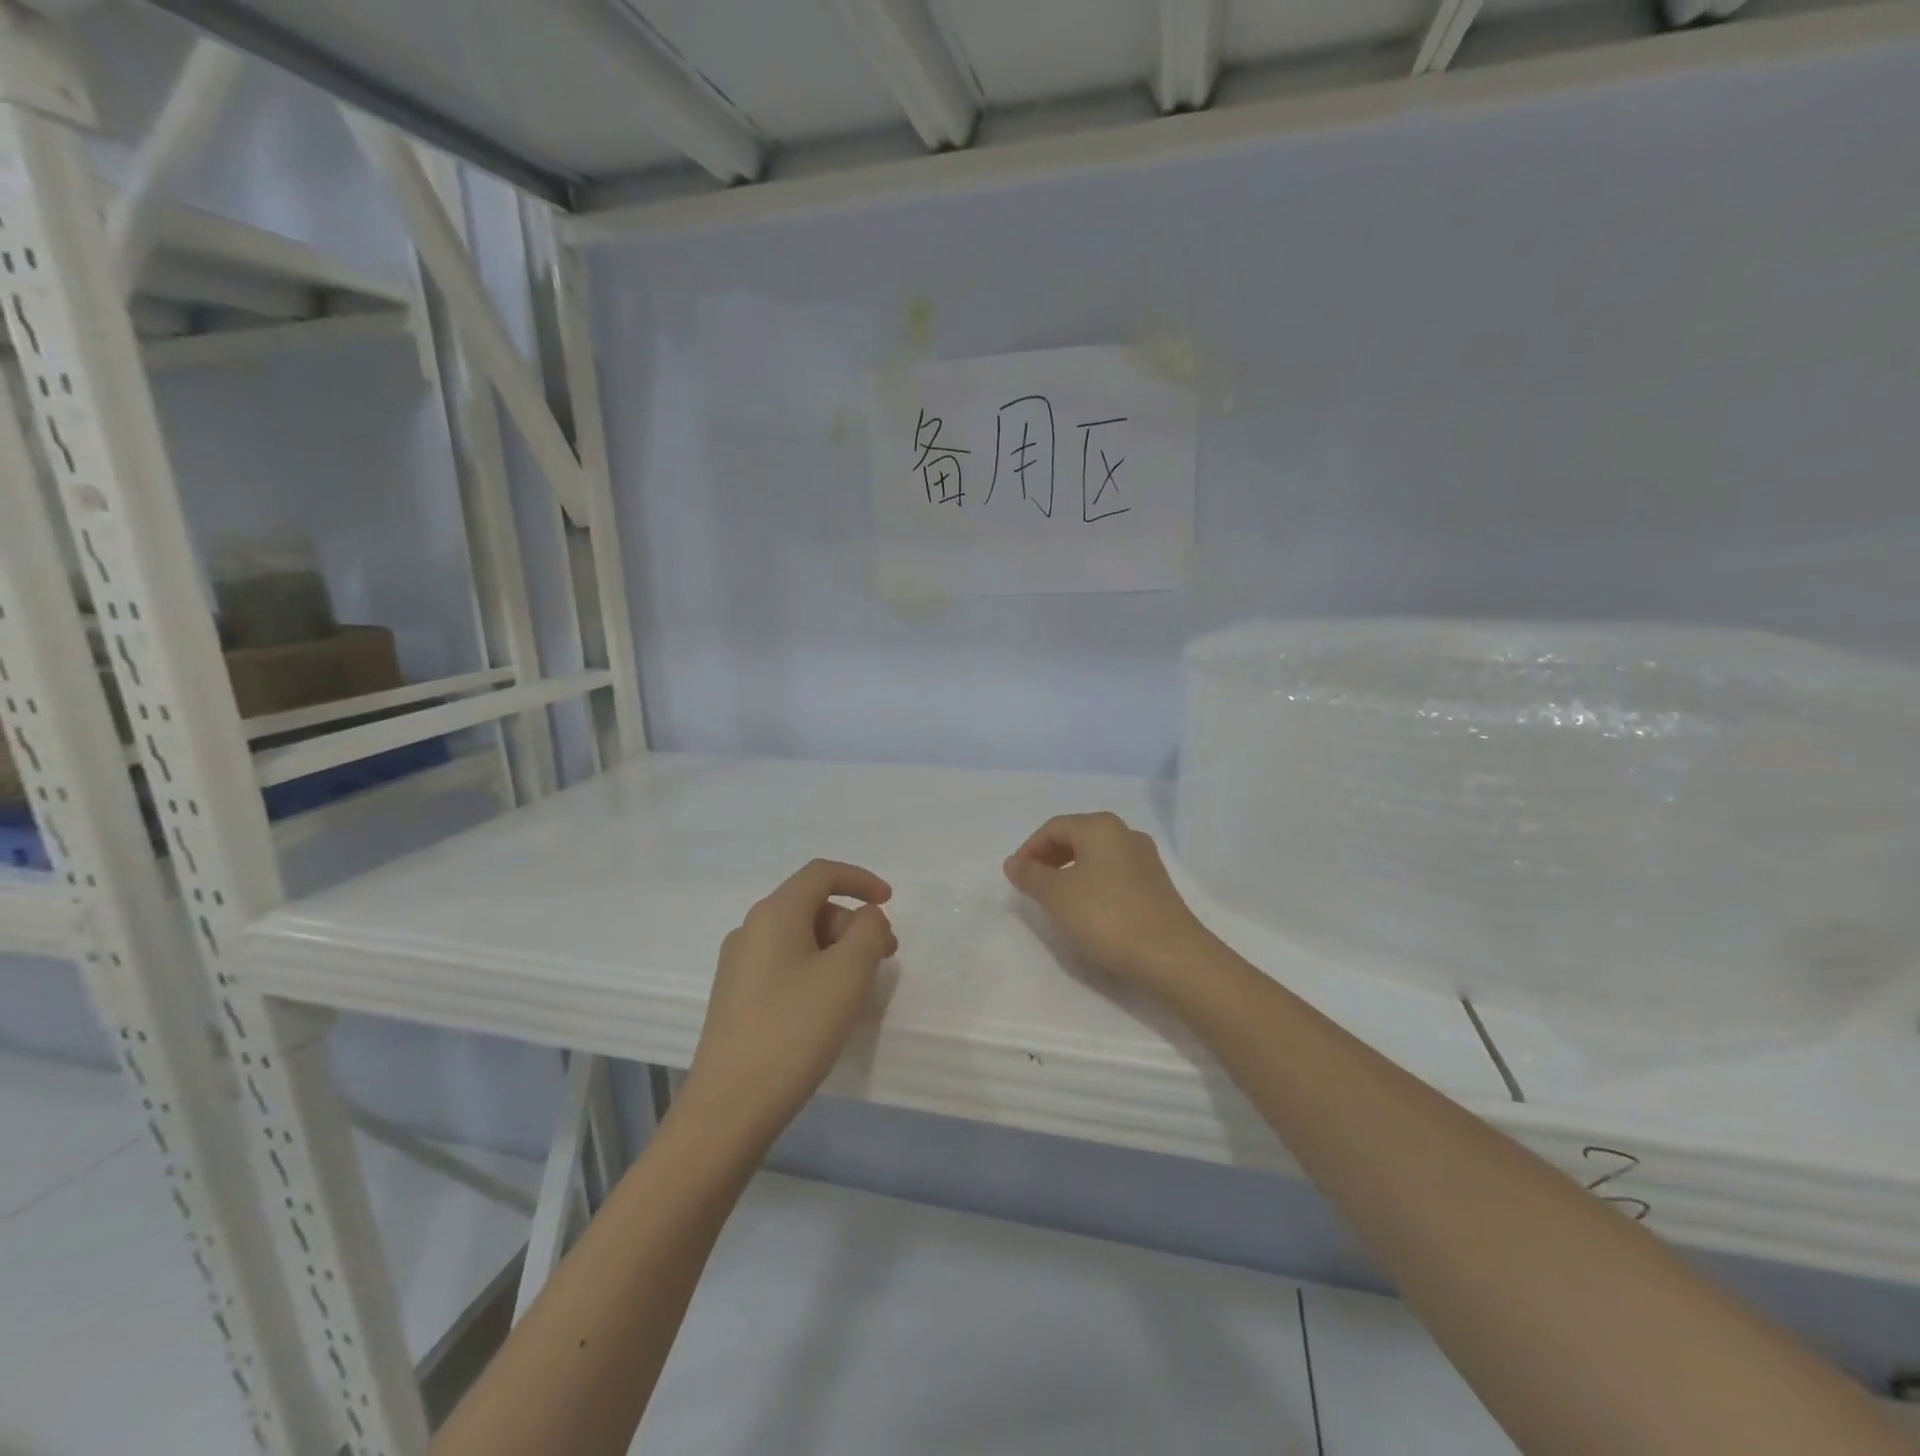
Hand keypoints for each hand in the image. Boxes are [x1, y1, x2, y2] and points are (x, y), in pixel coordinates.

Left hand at [680, 859, 897, 1149]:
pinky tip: (826, 1007)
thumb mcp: (847, 974)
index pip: (821, 873)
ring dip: (836, 949)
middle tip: (883, 959)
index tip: (890, 902)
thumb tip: (867, 917)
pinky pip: (785, 964)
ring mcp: (738, 964)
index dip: (860, 880)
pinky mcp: (736, 997)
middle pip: (812, 906)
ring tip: (858, 989)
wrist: (729, 1107)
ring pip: (800, 937)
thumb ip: (869, 932)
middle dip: (853, 924)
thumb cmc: (794, 1030)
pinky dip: (815, 970)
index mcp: (774, 914)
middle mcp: (750, 929)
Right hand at [1003, 812, 1218, 1000]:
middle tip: (1032, 886)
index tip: (1016, 876)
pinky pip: (1113, 873)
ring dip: (1070, 872)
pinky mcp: (1155, 884)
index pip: (1054, 827)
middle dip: (1049, 858)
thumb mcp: (1057, 896)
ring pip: (1096, 856)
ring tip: (1056, 899)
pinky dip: (1092, 883)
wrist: (1171, 956)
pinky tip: (1087, 909)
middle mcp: (1125, 833)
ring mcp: (1145, 859)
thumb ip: (1031, 875)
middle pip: (1077, 837)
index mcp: (1101, 827)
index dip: (1030, 849)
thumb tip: (1013, 862)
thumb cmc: (1107, 917)